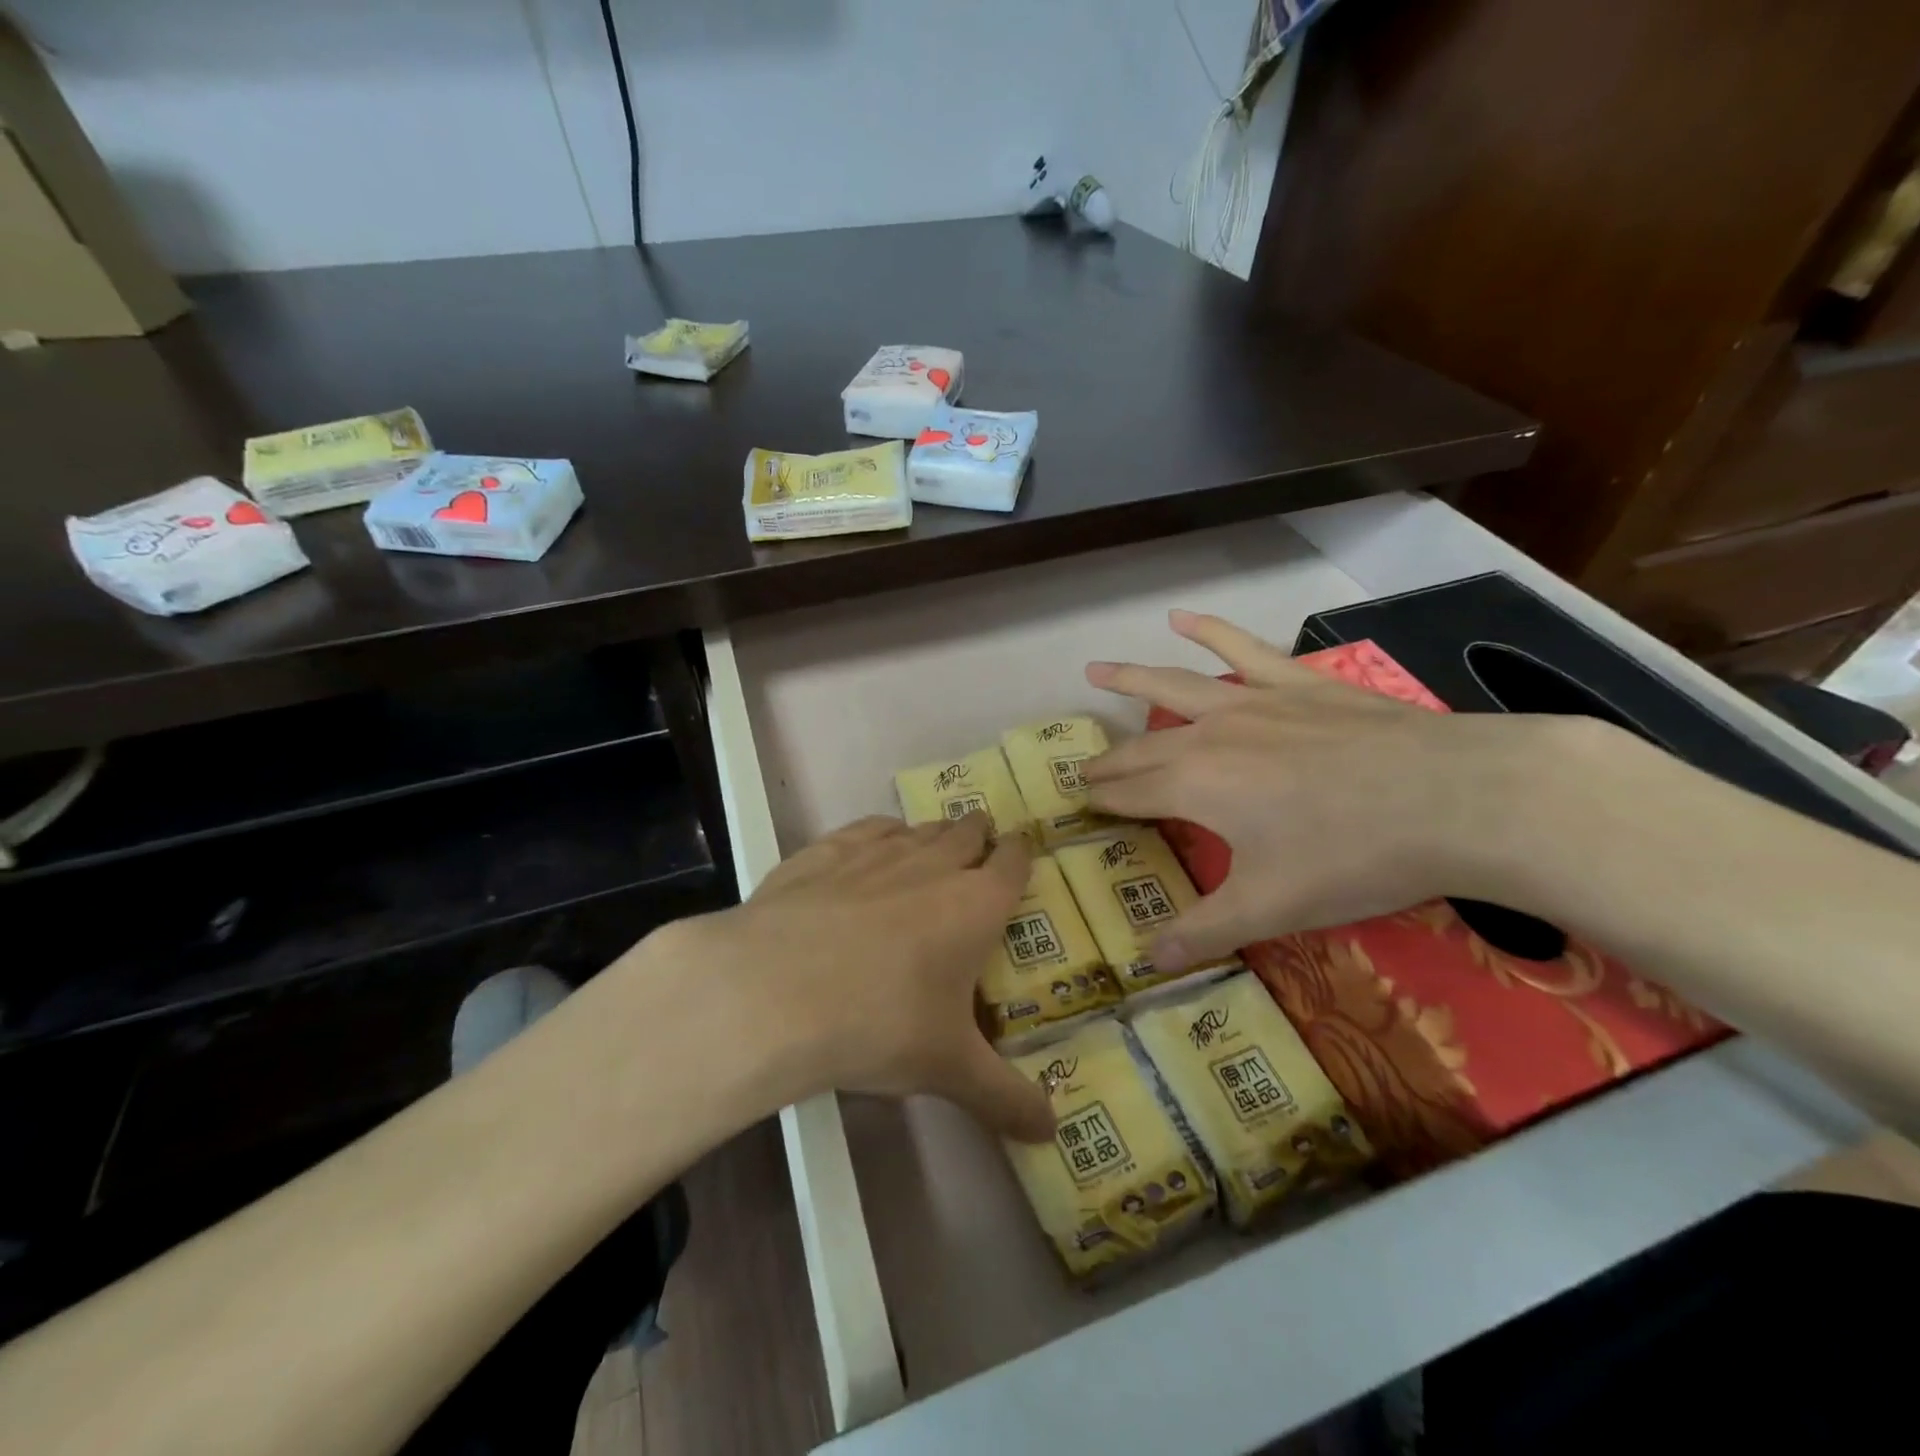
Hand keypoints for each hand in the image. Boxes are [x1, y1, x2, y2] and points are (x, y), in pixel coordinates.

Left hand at [651, 813, 1054, 1141]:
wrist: (774, 992)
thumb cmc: (880, 1025)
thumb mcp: (950, 1070)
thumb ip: (1005, 1097)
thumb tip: (1050, 1132)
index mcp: (974, 905)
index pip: (1012, 862)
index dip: (1020, 855)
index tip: (1021, 852)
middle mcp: (931, 865)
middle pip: (966, 832)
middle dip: (978, 835)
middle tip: (980, 844)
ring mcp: (875, 853)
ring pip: (918, 829)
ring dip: (932, 834)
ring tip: (934, 844)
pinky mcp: (824, 853)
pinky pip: (865, 829)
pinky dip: (880, 833)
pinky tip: (874, 844)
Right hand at [1083, 609, 1561, 969]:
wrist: (1456, 797)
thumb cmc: (1353, 856)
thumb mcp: (1272, 907)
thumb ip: (1204, 930)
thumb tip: (1148, 961)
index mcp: (1194, 786)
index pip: (1130, 794)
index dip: (1101, 801)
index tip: (1077, 803)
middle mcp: (1209, 735)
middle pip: (1143, 747)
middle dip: (1109, 760)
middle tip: (1083, 768)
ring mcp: (1253, 701)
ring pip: (1175, 686)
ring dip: (1131, 679)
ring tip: (1094, 670)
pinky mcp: (1297, 684)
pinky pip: (1244, 649)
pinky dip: (1210, 630)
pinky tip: (1182, 616)